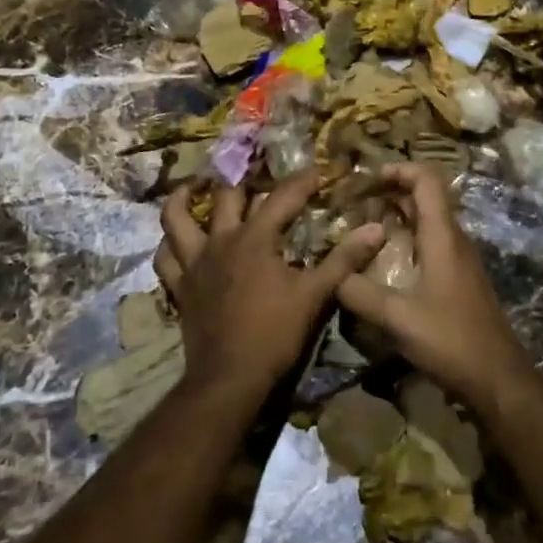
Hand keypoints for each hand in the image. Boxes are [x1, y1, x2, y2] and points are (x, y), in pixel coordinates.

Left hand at [156, 171, 384, 405]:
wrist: (230, 378)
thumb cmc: (274, 334)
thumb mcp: (315, 295)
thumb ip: (344, 260)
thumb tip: (376, 229)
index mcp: (255, 238)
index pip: (283, 197)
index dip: (303, 180)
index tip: (319, 170)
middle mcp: (221, 241)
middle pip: (226, 195)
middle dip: (241, 176)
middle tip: (252, 164)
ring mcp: (195, 262)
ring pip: (177, 218)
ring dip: (184, 197)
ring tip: (196, 185)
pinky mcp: (181, 286)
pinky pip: (166, 258)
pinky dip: (169, 244)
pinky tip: (177, 239)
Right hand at [335, 164, 535, 418]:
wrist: (498, 378)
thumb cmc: (450, 340)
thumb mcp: (397, 318)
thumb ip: (359, 293)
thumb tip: (331, 277)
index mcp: (443, 236)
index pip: (427, 180)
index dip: (399, 169)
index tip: (367, 179)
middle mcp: (454, 240)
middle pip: (425, 198)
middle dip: (390, 193)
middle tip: (355, 204)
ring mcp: (460, 260)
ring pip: (427, 222)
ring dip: (397, 218)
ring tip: (362, 230)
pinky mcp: (459, 280)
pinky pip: (431, 245)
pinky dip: (407, 241)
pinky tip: (384, 263)